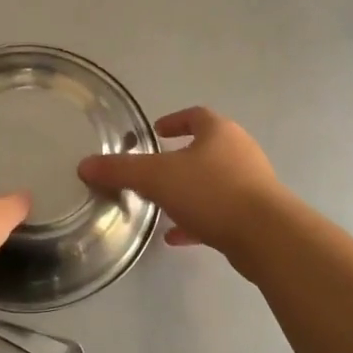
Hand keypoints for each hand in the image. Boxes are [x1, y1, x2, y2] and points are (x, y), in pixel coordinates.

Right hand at [77, 106, 288, 258]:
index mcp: (219, 132)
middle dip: (180, 158)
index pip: (196, 116)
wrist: (267, 236)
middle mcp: (240, 152)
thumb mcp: (156, 177)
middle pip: (207, 148)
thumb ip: (120, 170)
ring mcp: (252, 184)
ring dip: (189, 190)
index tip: (157, 131)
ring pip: (214, 182)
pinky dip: (198, 220)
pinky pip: (220, 212)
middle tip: (154, 169)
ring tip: (162, 204)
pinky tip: (177, 237)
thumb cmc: (211, 192)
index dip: (175, 121)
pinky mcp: (256, 216)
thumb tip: (84, 165)